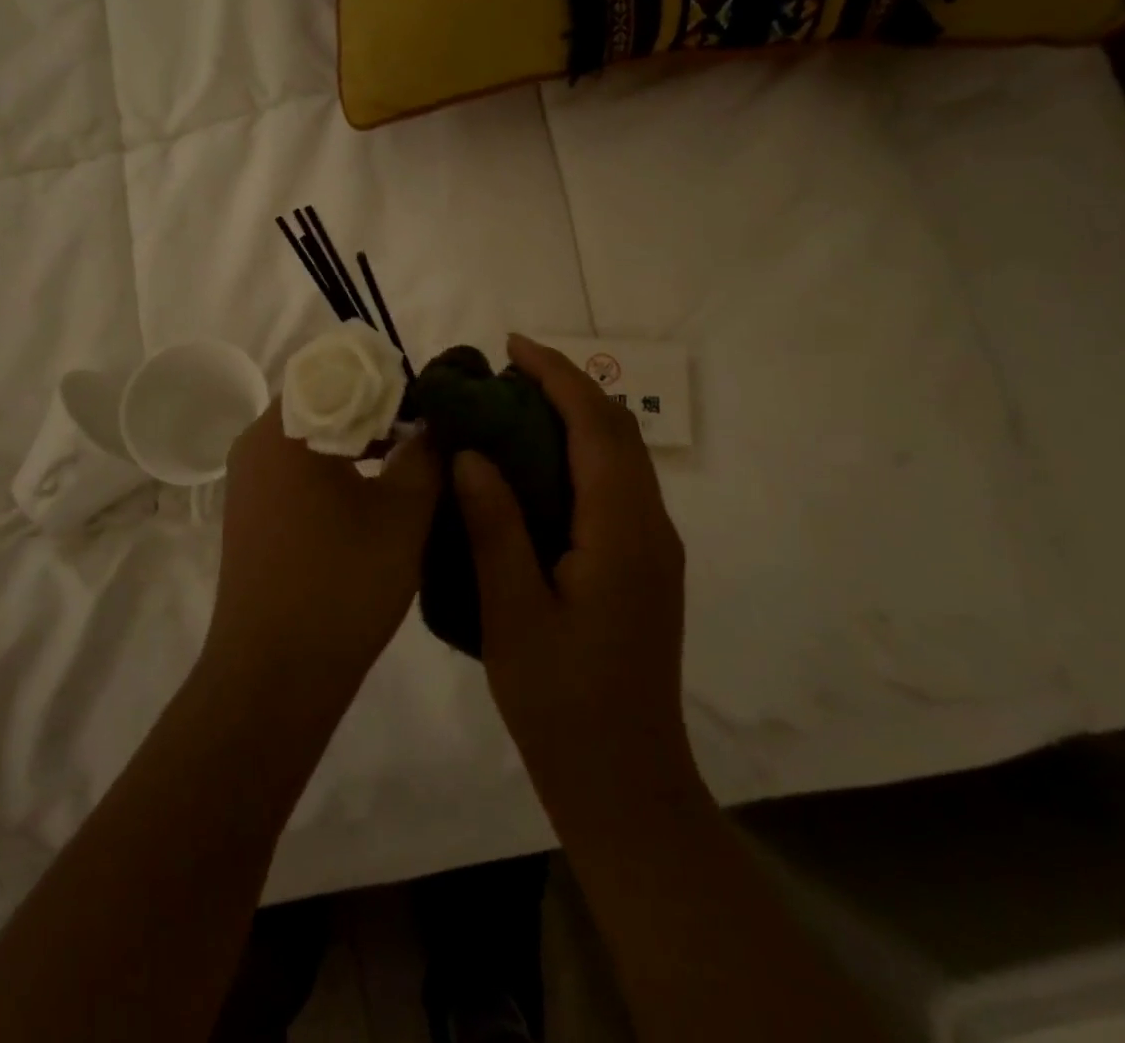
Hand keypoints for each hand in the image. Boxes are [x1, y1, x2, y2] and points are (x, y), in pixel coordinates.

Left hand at [209, 405, 442, 698]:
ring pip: (312, 436)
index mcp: (287, 428)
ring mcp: (249, 479)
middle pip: (324, 400)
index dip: (388, 377)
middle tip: (429, 428)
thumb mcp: (402, 514)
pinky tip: (375, 491)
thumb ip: (426, 456)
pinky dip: (336, 467)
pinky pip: (298, 468)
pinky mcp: (252, 510)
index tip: (430, 397)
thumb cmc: (341, 584)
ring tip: (411, 456)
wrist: (274, 675)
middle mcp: (257, 442)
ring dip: (359, 439)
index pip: (337, 369)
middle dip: (378, 408)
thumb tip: (436, 426)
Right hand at [454, 335, 700, 824]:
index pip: (596, 427)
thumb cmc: (561, 702)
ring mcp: (652, 547)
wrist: (623, 779)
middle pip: (617, 431)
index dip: (557, 376)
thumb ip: (494, 528)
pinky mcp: (643, 564)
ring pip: (621, 456)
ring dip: (576, 416)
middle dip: (567, 386)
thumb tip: (472, 454)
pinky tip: (536, 465)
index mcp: (622, 532)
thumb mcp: (512, 614)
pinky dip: (580, 452)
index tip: (512, 346)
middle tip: (505, 371)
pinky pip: (615, 484)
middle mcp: (650, 526)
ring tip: (514, 404)